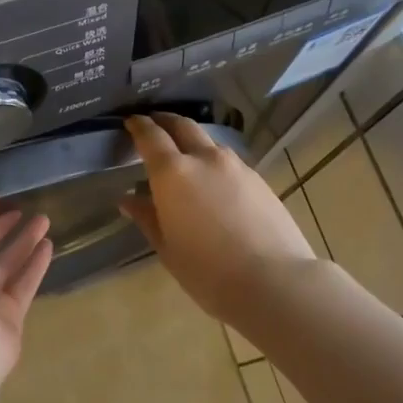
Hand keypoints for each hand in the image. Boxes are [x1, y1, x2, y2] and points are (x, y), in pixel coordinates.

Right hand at [118, 113, 316, 321]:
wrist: (274, 281)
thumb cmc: (208, 271)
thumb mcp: (167, 248)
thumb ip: (147, 217)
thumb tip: (129, 199)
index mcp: (173, 173)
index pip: (151, 136)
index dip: (139, 125)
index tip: (131, 121)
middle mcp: (204, 158)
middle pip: (182, 125)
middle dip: (166, 121)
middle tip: (155, 124)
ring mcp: (236, 166)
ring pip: (209, 142)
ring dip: (192, 141)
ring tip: (185, 157)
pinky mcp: (258, 180)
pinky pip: (228, 161)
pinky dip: (214, 162)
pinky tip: (214, 183)